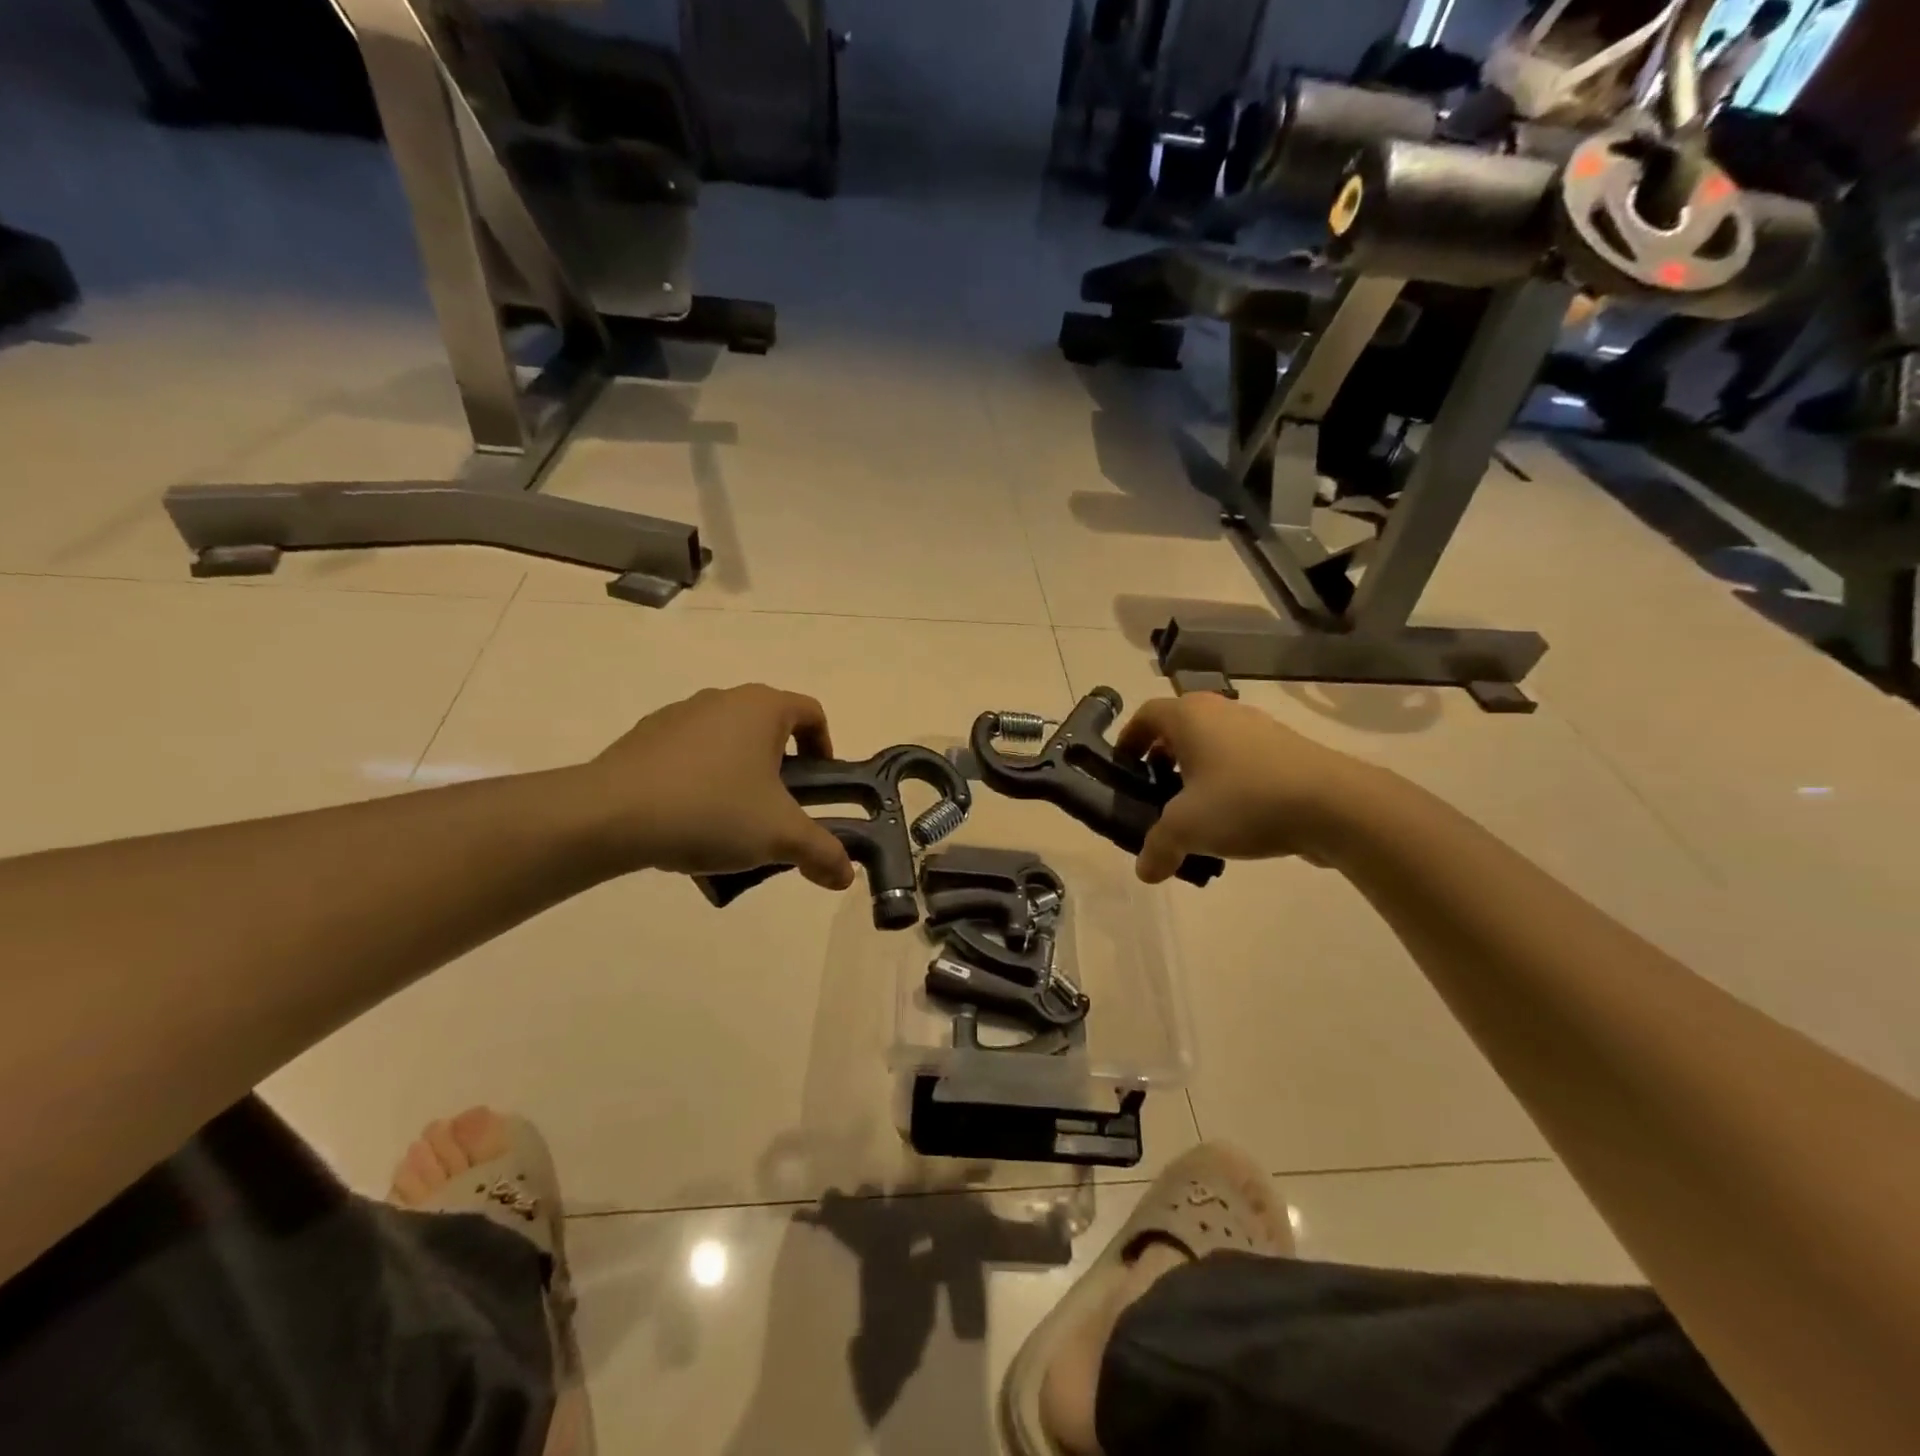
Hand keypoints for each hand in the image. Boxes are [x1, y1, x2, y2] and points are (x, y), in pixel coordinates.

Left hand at [587, 685, 855, 888]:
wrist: (610, 816)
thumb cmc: (711, 810)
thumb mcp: (779, 836)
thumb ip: (822, 852)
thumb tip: (847, 876)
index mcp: (762, 708)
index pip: (811, 713)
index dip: (825, 748)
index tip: (818, 788)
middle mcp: (723, 700)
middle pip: (769, 731)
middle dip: (781, 773)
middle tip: (777, 814)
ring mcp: (679, 716)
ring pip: (727, 745)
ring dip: (739, 780)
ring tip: (730, 828)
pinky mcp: (644, 737)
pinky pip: (689, 757)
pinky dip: (700, 784)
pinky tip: (688, 824)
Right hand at [1116, 694, 1373, 882]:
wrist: (1336, 805)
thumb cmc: (1245, 801)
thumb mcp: (1187, 828)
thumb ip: (1158, 847)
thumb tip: (1145, 871)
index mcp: (1190, 716)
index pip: (1146, 715)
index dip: (1129, 740)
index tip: (1123, 769)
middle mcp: (1222, 712)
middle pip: (1179, 730)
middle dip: (1162, 761)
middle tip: (1155, 794)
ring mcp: (1259, 729)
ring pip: (1213, 746)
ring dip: (1197, 774)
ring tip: (1194, 814)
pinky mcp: (1287, 751)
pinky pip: (1243, 761)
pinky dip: (1229, 783)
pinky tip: (1234, 821)